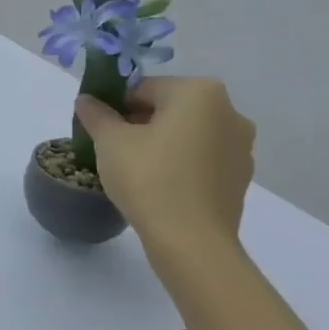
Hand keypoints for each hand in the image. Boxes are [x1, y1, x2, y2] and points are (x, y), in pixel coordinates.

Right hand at [74, 78, 255, 247]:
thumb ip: (96, 114)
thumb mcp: (109, 140)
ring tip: (134, 169)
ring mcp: (241, 146)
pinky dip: (180, 164)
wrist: (191, 241)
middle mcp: (229, 111)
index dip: (115, 105)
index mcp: (199, 92)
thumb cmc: (149, 178)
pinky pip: (201, 159)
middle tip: (112, 148)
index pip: (144, 88)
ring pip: (187, 134)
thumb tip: (87, 100)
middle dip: (139, 123)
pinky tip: (158, 186)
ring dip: (161, 143)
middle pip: (169, 108)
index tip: (99, 128)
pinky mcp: (241, 177)